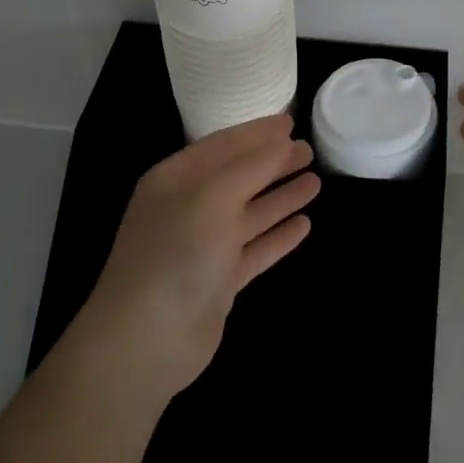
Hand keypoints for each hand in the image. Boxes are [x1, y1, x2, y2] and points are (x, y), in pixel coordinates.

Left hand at [75, 114, 318, 402]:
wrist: (147, 339)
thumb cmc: (176, 253)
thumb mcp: (213, 197)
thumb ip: (250, 167)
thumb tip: (282, 142)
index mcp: (175, 179)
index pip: (221, 145)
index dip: (256, 133)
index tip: (290, 122)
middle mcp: (187, 208)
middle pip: (238, 177)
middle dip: (272, 163)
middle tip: (309, 150)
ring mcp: (202, 247)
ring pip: (249, 213)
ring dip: (280, 197)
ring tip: (316, 181)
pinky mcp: (218, 282)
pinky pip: (254, 249)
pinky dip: (277, 236)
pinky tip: (304, 225)